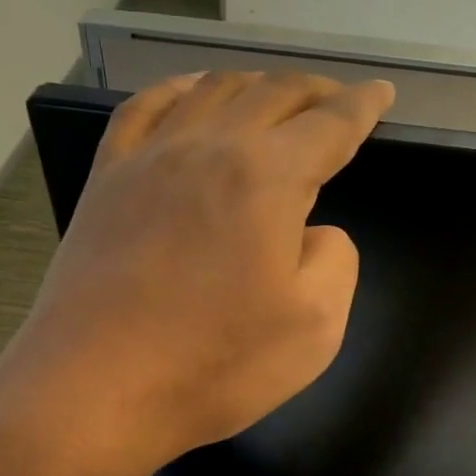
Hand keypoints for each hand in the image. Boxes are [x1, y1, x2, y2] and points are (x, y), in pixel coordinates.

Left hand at [0, 71, 394, 475]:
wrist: (94, 390)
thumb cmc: (213, 366)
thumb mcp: (314, 327)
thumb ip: (334, 261)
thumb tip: (311, 231)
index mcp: (266, 178)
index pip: (329, 125)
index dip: (363, 106)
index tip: (382, 92)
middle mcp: (208, 147)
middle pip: (272, 93)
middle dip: (314, 90)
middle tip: (338, 98)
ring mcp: (148, 159)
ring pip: (211, 91)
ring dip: (254, 85)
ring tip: (274, 94)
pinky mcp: (107, 180)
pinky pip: (144, 109)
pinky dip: (178, 90)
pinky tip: (189, 95)